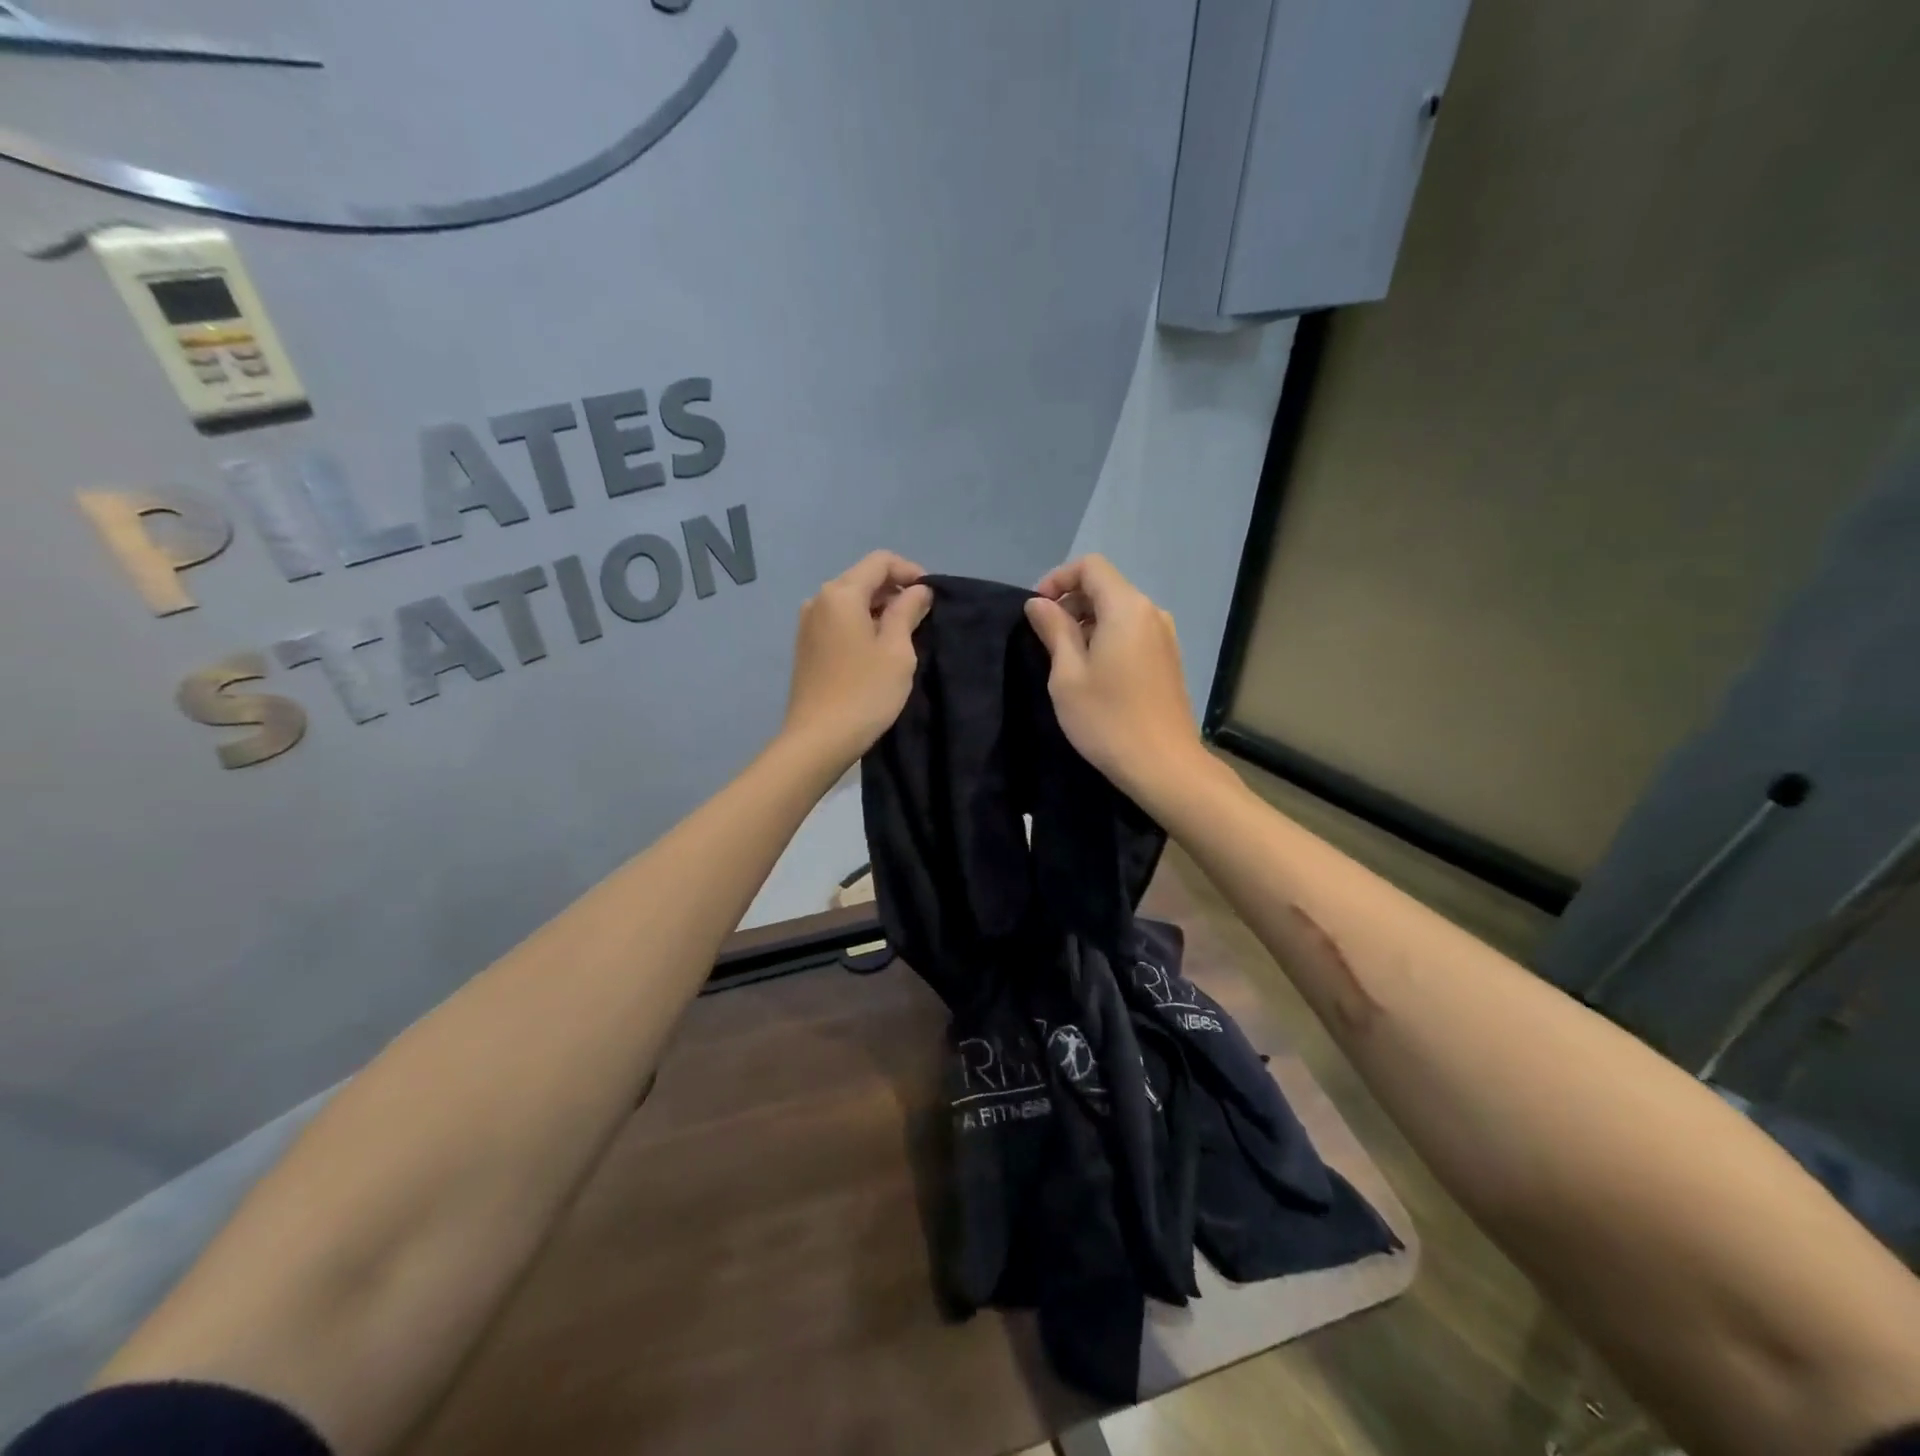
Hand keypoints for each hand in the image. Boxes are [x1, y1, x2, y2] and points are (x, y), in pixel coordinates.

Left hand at [781, 551, 932, 768]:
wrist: (818, 739)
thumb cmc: (865, 693)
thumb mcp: (897, 651)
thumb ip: (908, 611)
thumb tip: (918, 590)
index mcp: (841, 594)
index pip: (880, 561)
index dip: (910, 571)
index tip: (931, 596)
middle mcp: (819, 600)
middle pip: (862, 578)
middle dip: (894, 590)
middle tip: (922, 617)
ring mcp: (808, 623)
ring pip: (850, 600)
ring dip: (879, 608)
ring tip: (903, 634)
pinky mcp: (806, 645)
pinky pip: (839, 620)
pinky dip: (861, 623)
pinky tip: (877, 649)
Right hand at [1024, 555, 1207, 801]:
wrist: (1164, 765)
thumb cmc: (1107, 719)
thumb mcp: (1067, 675)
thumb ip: (1054, 631)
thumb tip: (1039, 604)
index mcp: (1126, 608)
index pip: (1091, 567)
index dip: (1058, 579)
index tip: (1037, 610)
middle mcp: (1151, 613)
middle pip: (1106, 587)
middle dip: (1071, 602)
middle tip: (1045, 638)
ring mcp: (1164, 637)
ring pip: (1119, 611)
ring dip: (1088, 623)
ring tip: (1066, 660)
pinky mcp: (1168, 659)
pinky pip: (1132, 632)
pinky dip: (1108, 638)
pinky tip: (1094, 674)